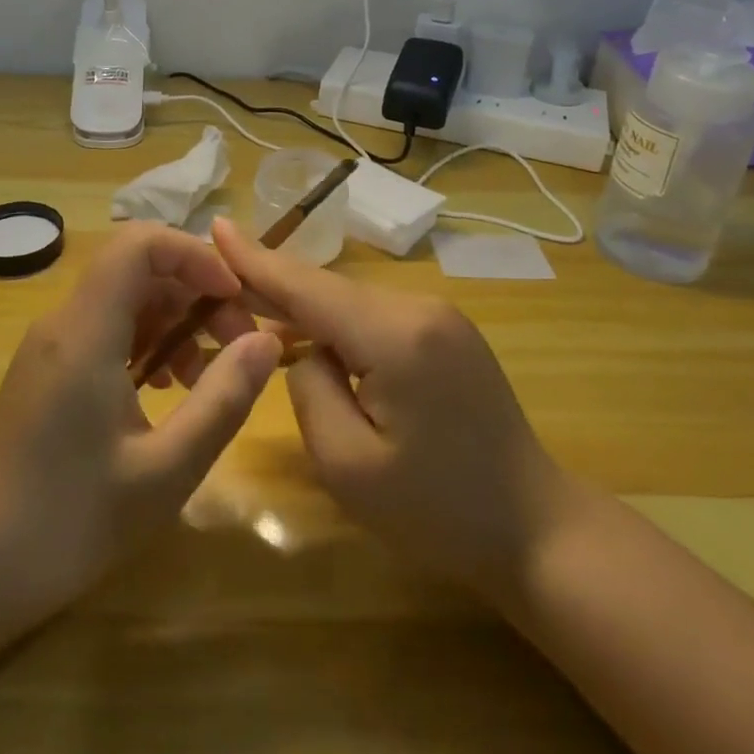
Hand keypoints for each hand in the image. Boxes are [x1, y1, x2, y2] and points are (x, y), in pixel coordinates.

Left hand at [0, 223, 282, 631]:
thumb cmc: (69, 522)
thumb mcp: (165, 469)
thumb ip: (222, 399)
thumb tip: (266, 342)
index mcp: (85, 331)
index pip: (139, 244)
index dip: (194, 256)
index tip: (235, 300)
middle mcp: (63, 323)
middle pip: (136, 268)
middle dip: (195, 293)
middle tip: (236, 346)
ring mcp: (50, 346)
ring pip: (124, 299)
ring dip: (174, 322)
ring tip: (206, 377)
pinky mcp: (47, 371)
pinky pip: (105, 330)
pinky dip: (146, 343)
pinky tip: (166, 391)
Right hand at [212, 217, 564, 614]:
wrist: (537, 528)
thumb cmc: (439, 512)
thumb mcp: (349, 466)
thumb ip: (309, 391)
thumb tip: (304, 351)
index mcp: (395, 336)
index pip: (308, 288)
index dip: (257, 260)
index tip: (216, 225)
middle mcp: (419, 308)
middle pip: (329, 289)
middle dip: (275, 288)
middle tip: (219, 288)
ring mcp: (440, 316)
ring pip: (351, 301)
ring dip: (307, 309)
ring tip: (257, 316)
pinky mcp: (448, 332)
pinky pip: (375, 315)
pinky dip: (339, 324)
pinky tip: (314, 339)